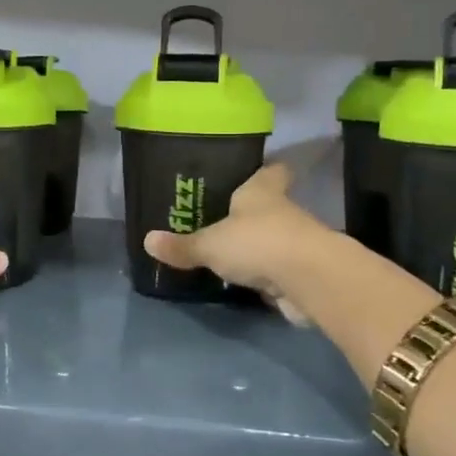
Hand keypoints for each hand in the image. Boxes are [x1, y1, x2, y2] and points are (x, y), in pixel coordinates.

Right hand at [143, 164, 334, 323]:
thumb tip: (147, 240)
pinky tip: (248, 284)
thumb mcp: (210, 244)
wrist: (309, 280)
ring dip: (260, 247)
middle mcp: (283, 212)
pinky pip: (280, 272)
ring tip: (232, 254)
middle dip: (253, 214)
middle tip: (225, 218)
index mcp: (261, 192)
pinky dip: (268, 278)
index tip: (256, 171)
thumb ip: (182, 246)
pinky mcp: (303, 275)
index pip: (270, 172)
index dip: (265, 171)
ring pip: (275, 240)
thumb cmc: (257, 243)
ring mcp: (297, 244)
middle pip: (270, 206)